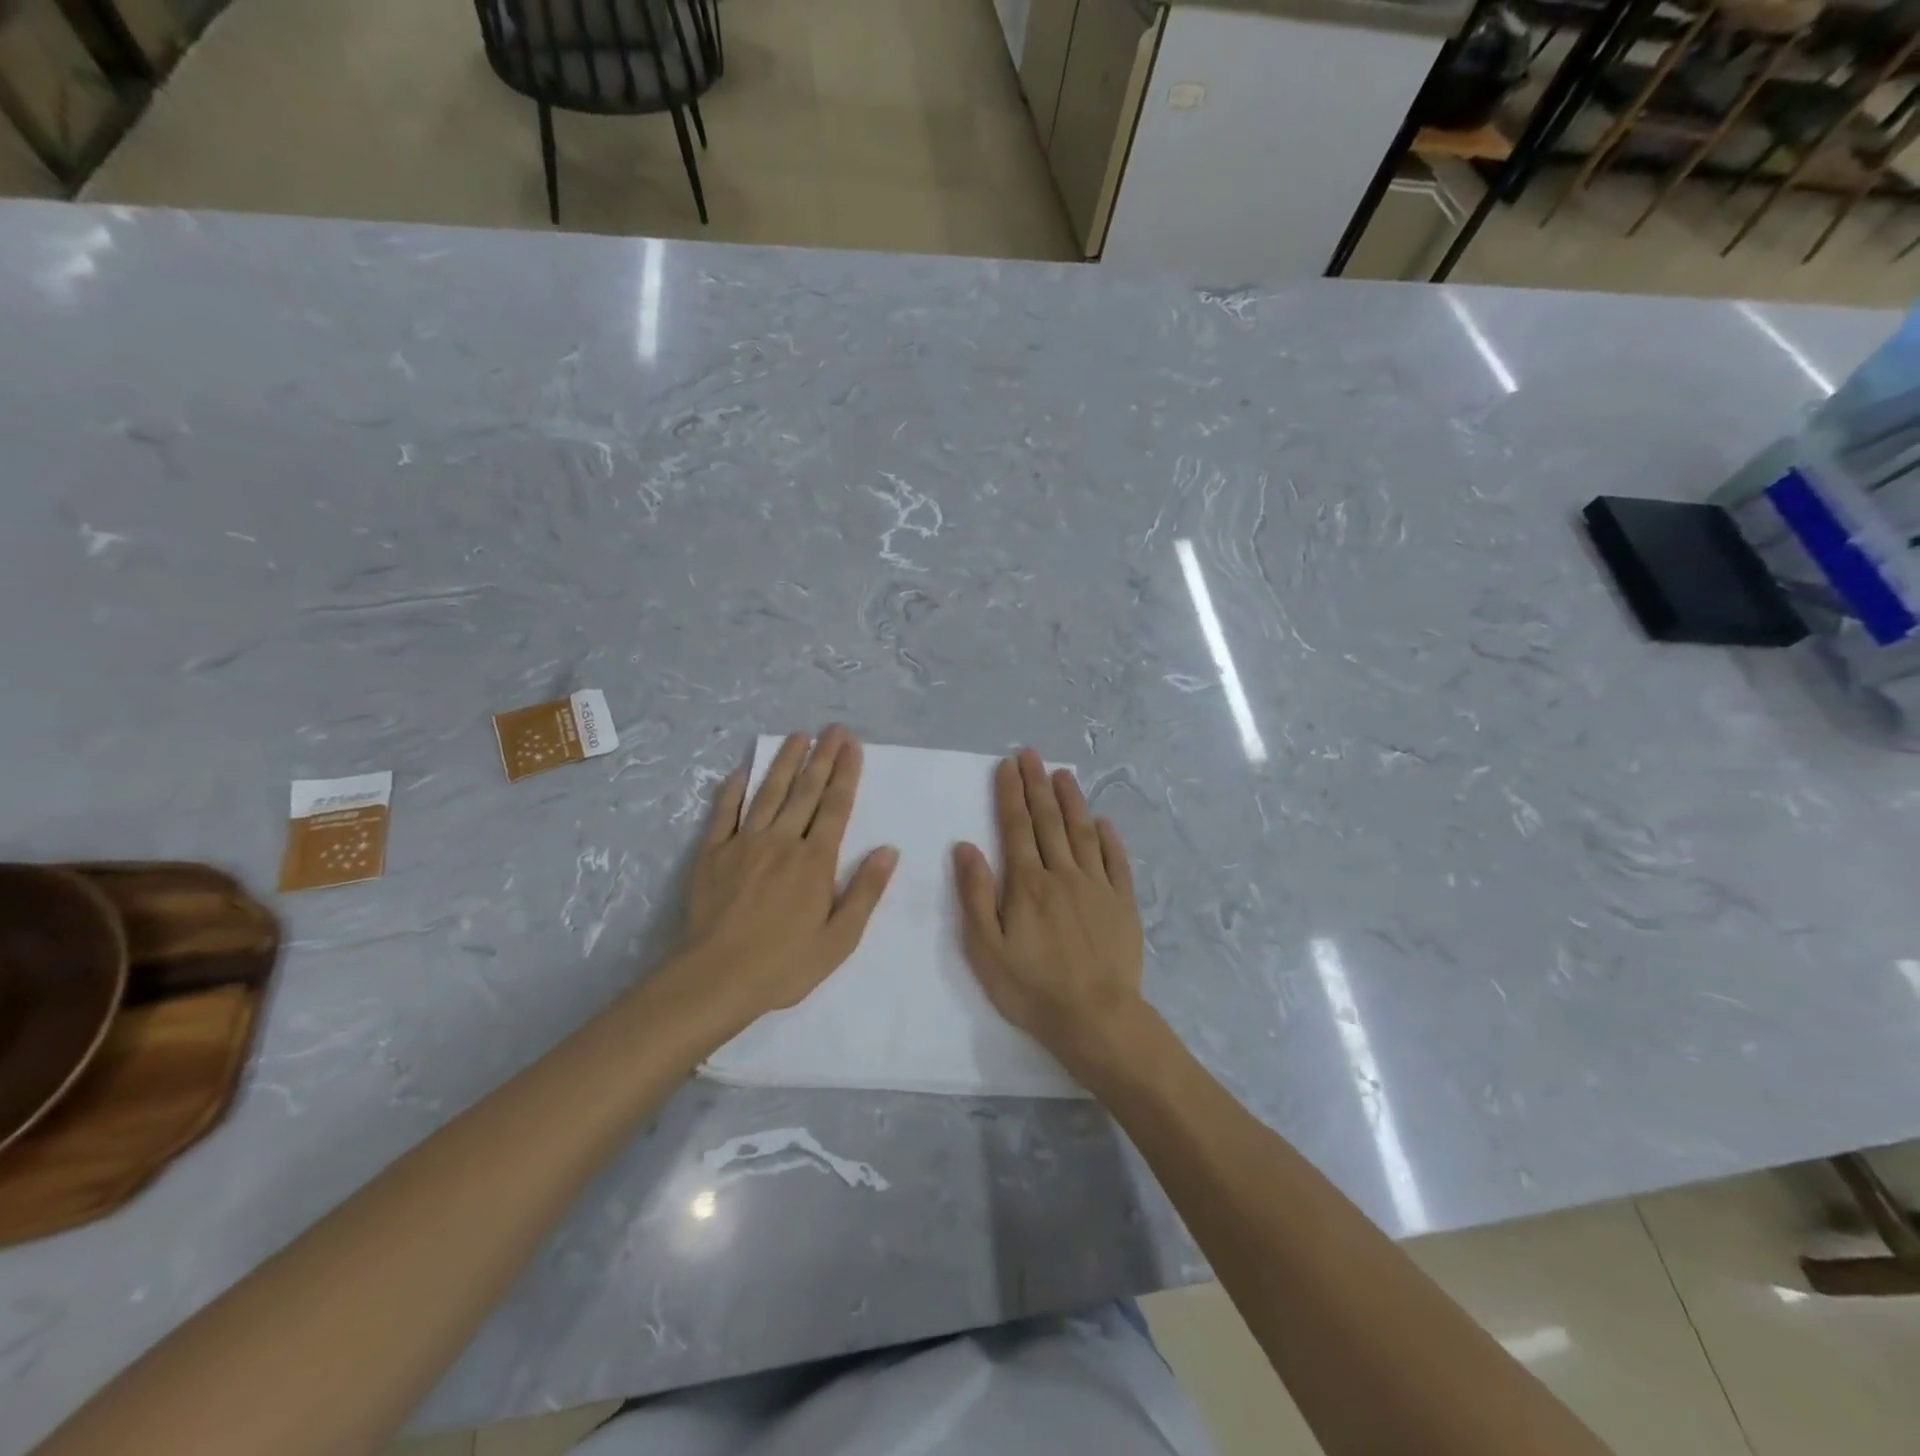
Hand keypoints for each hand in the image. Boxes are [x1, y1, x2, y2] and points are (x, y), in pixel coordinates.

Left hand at [673, 726, 896, 1036]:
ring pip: (768, 793)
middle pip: (806, 791)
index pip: (836, 806)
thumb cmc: (784, 964)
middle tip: (833, 729)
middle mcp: (782, 841)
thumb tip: (889, 850)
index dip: (845, 773)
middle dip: (822, 757)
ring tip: (798, 736)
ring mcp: (744, 843)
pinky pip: (724, 812)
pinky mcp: (712, 853)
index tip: (852, 745)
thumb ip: (865, 892)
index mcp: (815, 861)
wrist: (715, 979)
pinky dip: (734, 788)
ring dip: (785, 762)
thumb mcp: (840, 939)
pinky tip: (743, 769)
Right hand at [953, 749, 1146, 1069]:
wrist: (1095, 1018)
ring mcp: (1097, 886)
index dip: (1010, 794)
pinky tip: (1103, 822)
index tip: (1008, 765)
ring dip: (1072, 800)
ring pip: (1082, 832)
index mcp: (1027, 883)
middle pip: (1048, 820)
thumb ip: (976, 895)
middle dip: (1038, 785)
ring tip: (1064, 774)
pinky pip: (1115, 861)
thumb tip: (966, 846)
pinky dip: (1108, 838)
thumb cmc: (1032, 988)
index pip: (1016, 827)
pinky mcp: (1123, 903)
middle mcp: (1063, 874)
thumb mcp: (986, 949)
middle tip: (1032, 754)